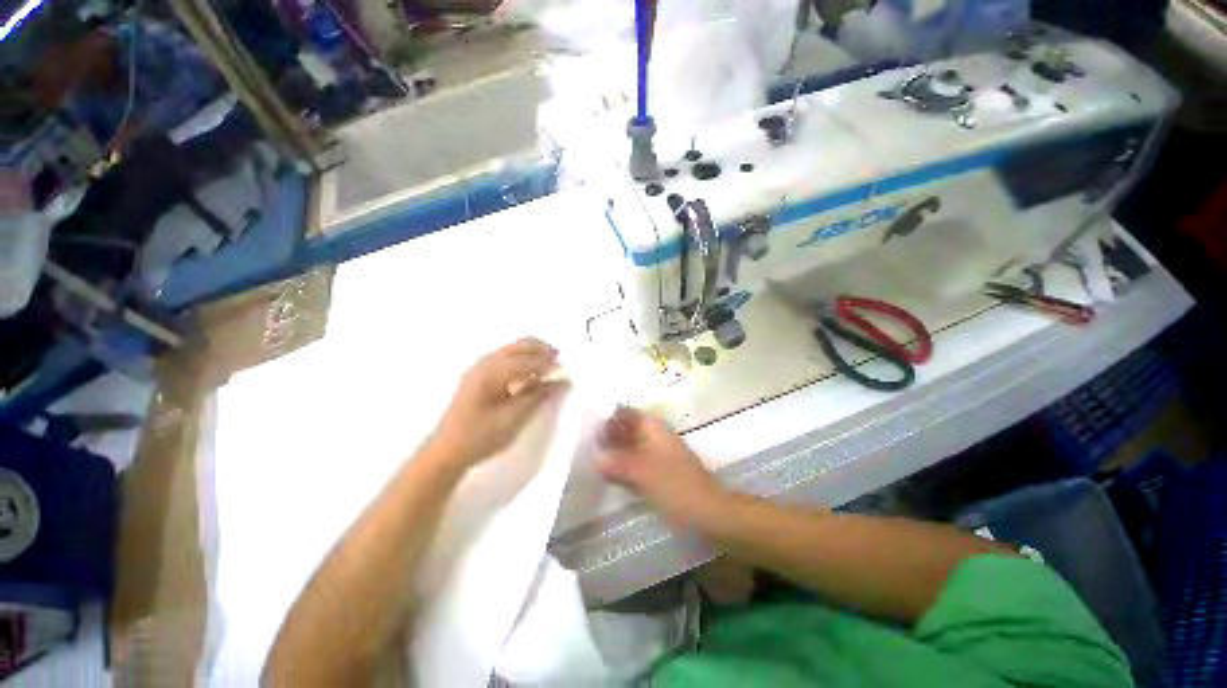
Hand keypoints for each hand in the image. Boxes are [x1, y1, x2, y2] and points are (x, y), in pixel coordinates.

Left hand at [431, 338, 566, 467]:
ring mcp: (479, 367)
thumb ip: (538, 396)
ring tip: (549, 366)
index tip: (565, 370)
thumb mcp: (513, 419)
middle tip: (560, 361)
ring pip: (512, 349)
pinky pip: (505, 357)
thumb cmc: (480, 437)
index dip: (548, 364)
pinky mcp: (478, 375)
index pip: (527, 361)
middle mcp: (485, 363)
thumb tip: (562, 381)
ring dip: (532, 353)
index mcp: (491, 373)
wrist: (446, 451)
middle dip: (541, 350)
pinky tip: (529, 372)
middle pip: (519, 345)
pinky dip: (522, 358)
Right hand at [597, 407, 727, 529]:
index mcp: (654, 428)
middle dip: (608, 436)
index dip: (607, 418)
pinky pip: (636, 464)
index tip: (587, 429)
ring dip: (614, 452)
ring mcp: (659, 455)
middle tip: (584, 447)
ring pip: (631, 447)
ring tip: (591, 460)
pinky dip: (623, 467)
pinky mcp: (661, 473)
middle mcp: (656, 436)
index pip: (626, 413)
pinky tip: (609, 476)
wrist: (711, 514)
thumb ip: (617, 463)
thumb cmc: (677, 488)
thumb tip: (594, 457)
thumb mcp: (643, 473)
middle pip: (627, 429)